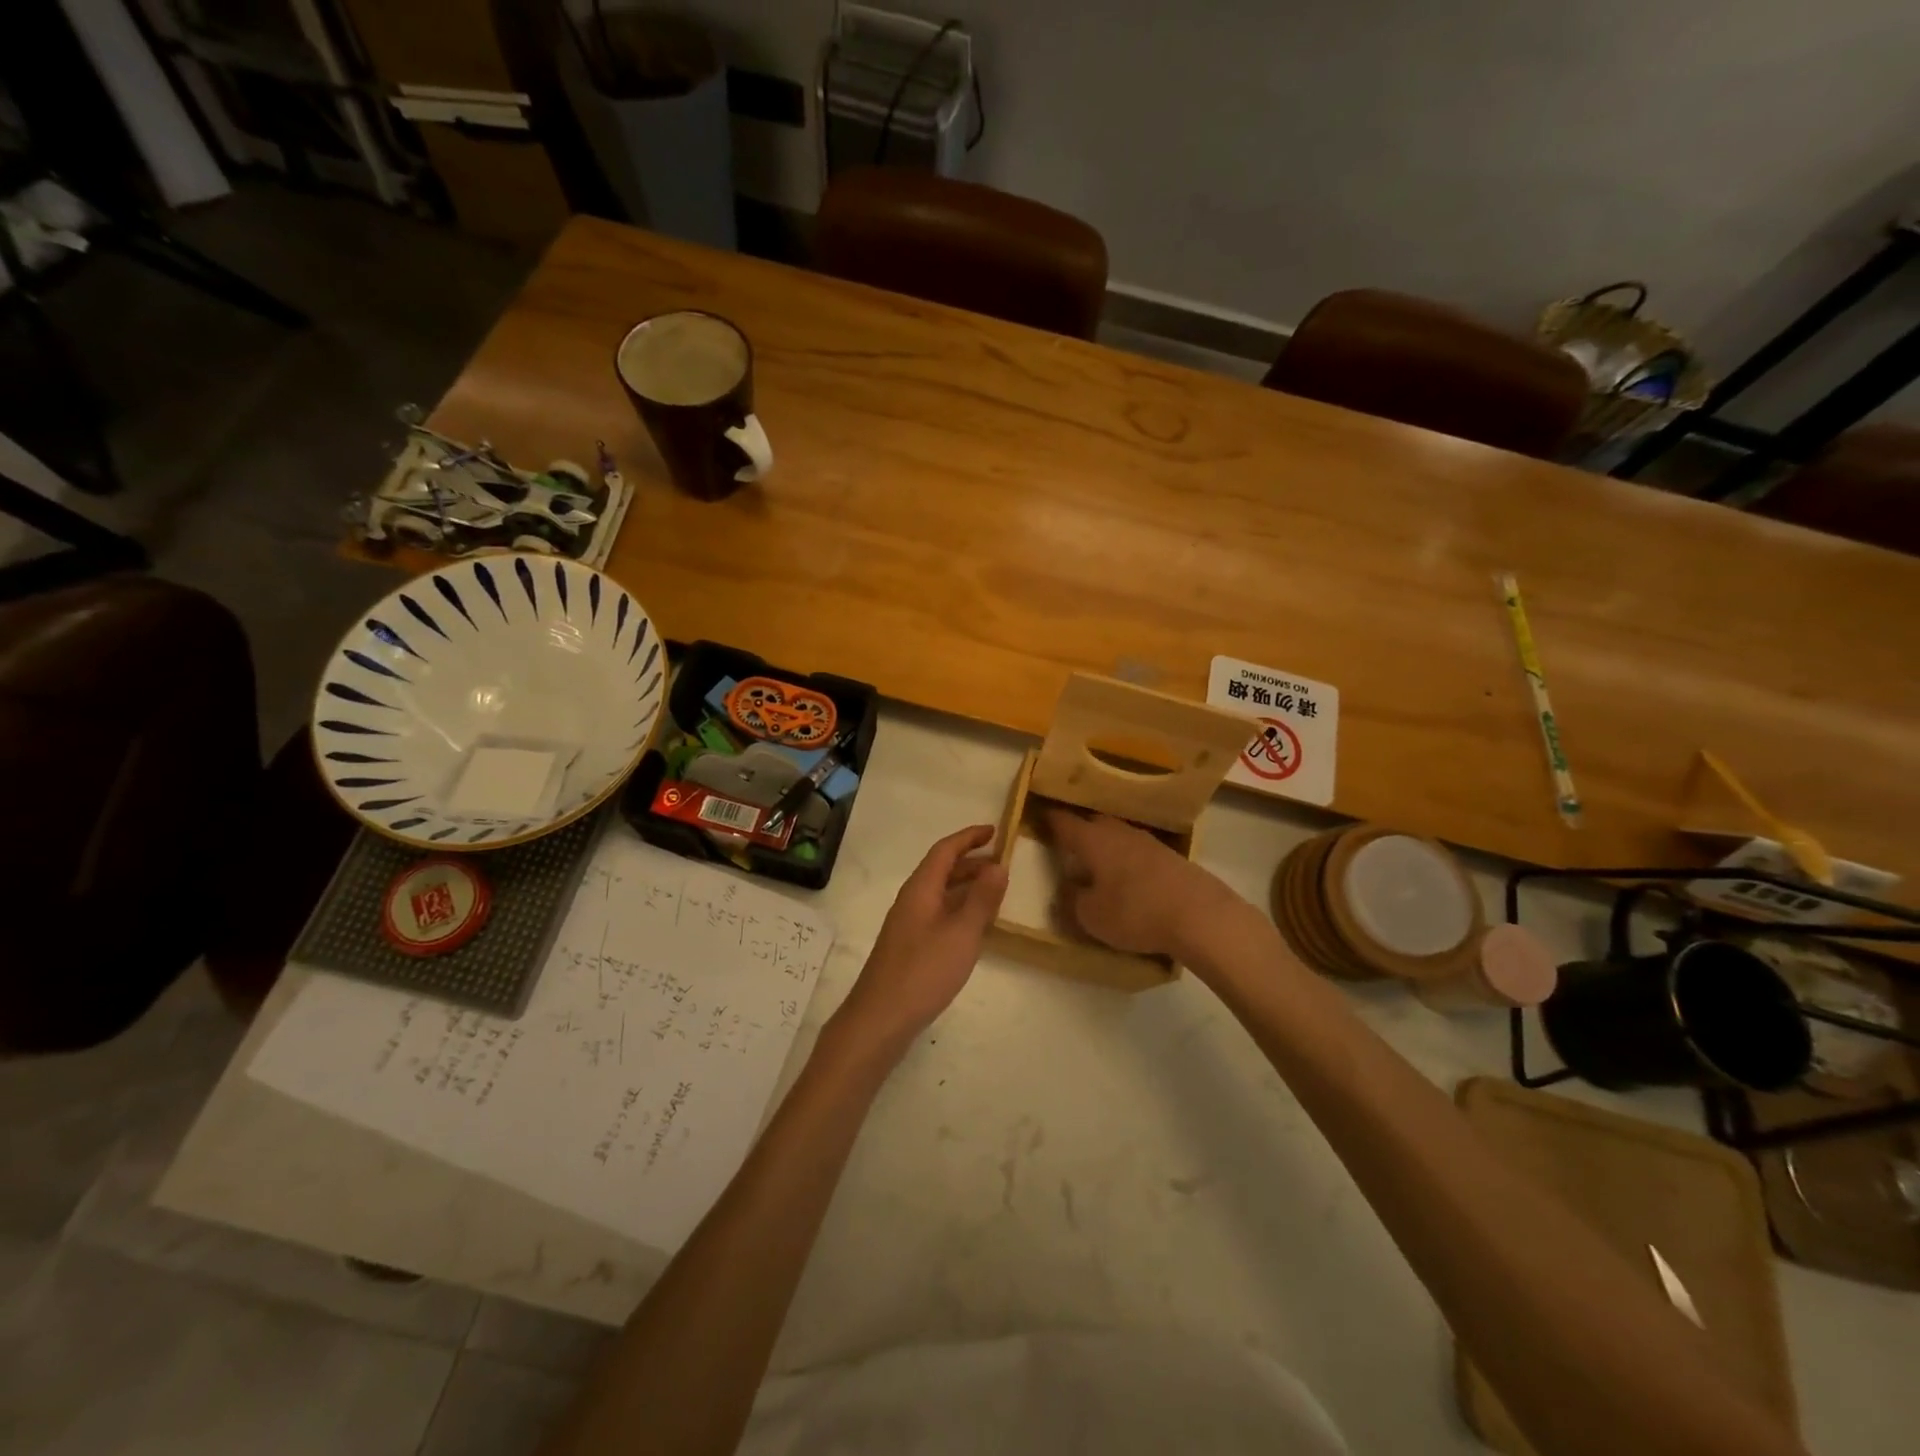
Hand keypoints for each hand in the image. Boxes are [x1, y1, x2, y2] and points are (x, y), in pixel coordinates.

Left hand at [830, 825, 1007, 1055]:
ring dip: (967, 887)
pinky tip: (975, 927)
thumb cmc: (924, 971)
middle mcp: (912, 900)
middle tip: (1002, 864)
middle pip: (941, 870)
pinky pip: (939, 914)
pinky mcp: (910, 947)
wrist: (881, 1018)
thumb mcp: (962, 933)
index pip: (945, 850)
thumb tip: (998, 865)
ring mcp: (908, 925)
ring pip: (940, 894)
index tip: (995, 831)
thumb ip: (982, 899)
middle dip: (971, 862)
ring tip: (995, 892)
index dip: (969, 837)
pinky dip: (960, 910)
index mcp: (920, 889)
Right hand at [1044, 809, 1232, 958]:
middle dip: (1080, 831)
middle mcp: (1119, 832)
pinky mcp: (1170, 857)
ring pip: (1118, 836)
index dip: (1050, 820)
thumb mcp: (1091, 916)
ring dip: (1106, 846)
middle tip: (1068, 845)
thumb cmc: (1135, 912)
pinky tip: (1129, 878)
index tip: (1040, 816)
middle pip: (1094, 824)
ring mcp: (1148, 842)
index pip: (1064, 823)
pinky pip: (1138, 851)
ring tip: (1098, 864)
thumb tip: (1068, 887)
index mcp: (1093, 840)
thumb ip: (1073, 900)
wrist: (1200, 915)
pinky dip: (1127, 860)